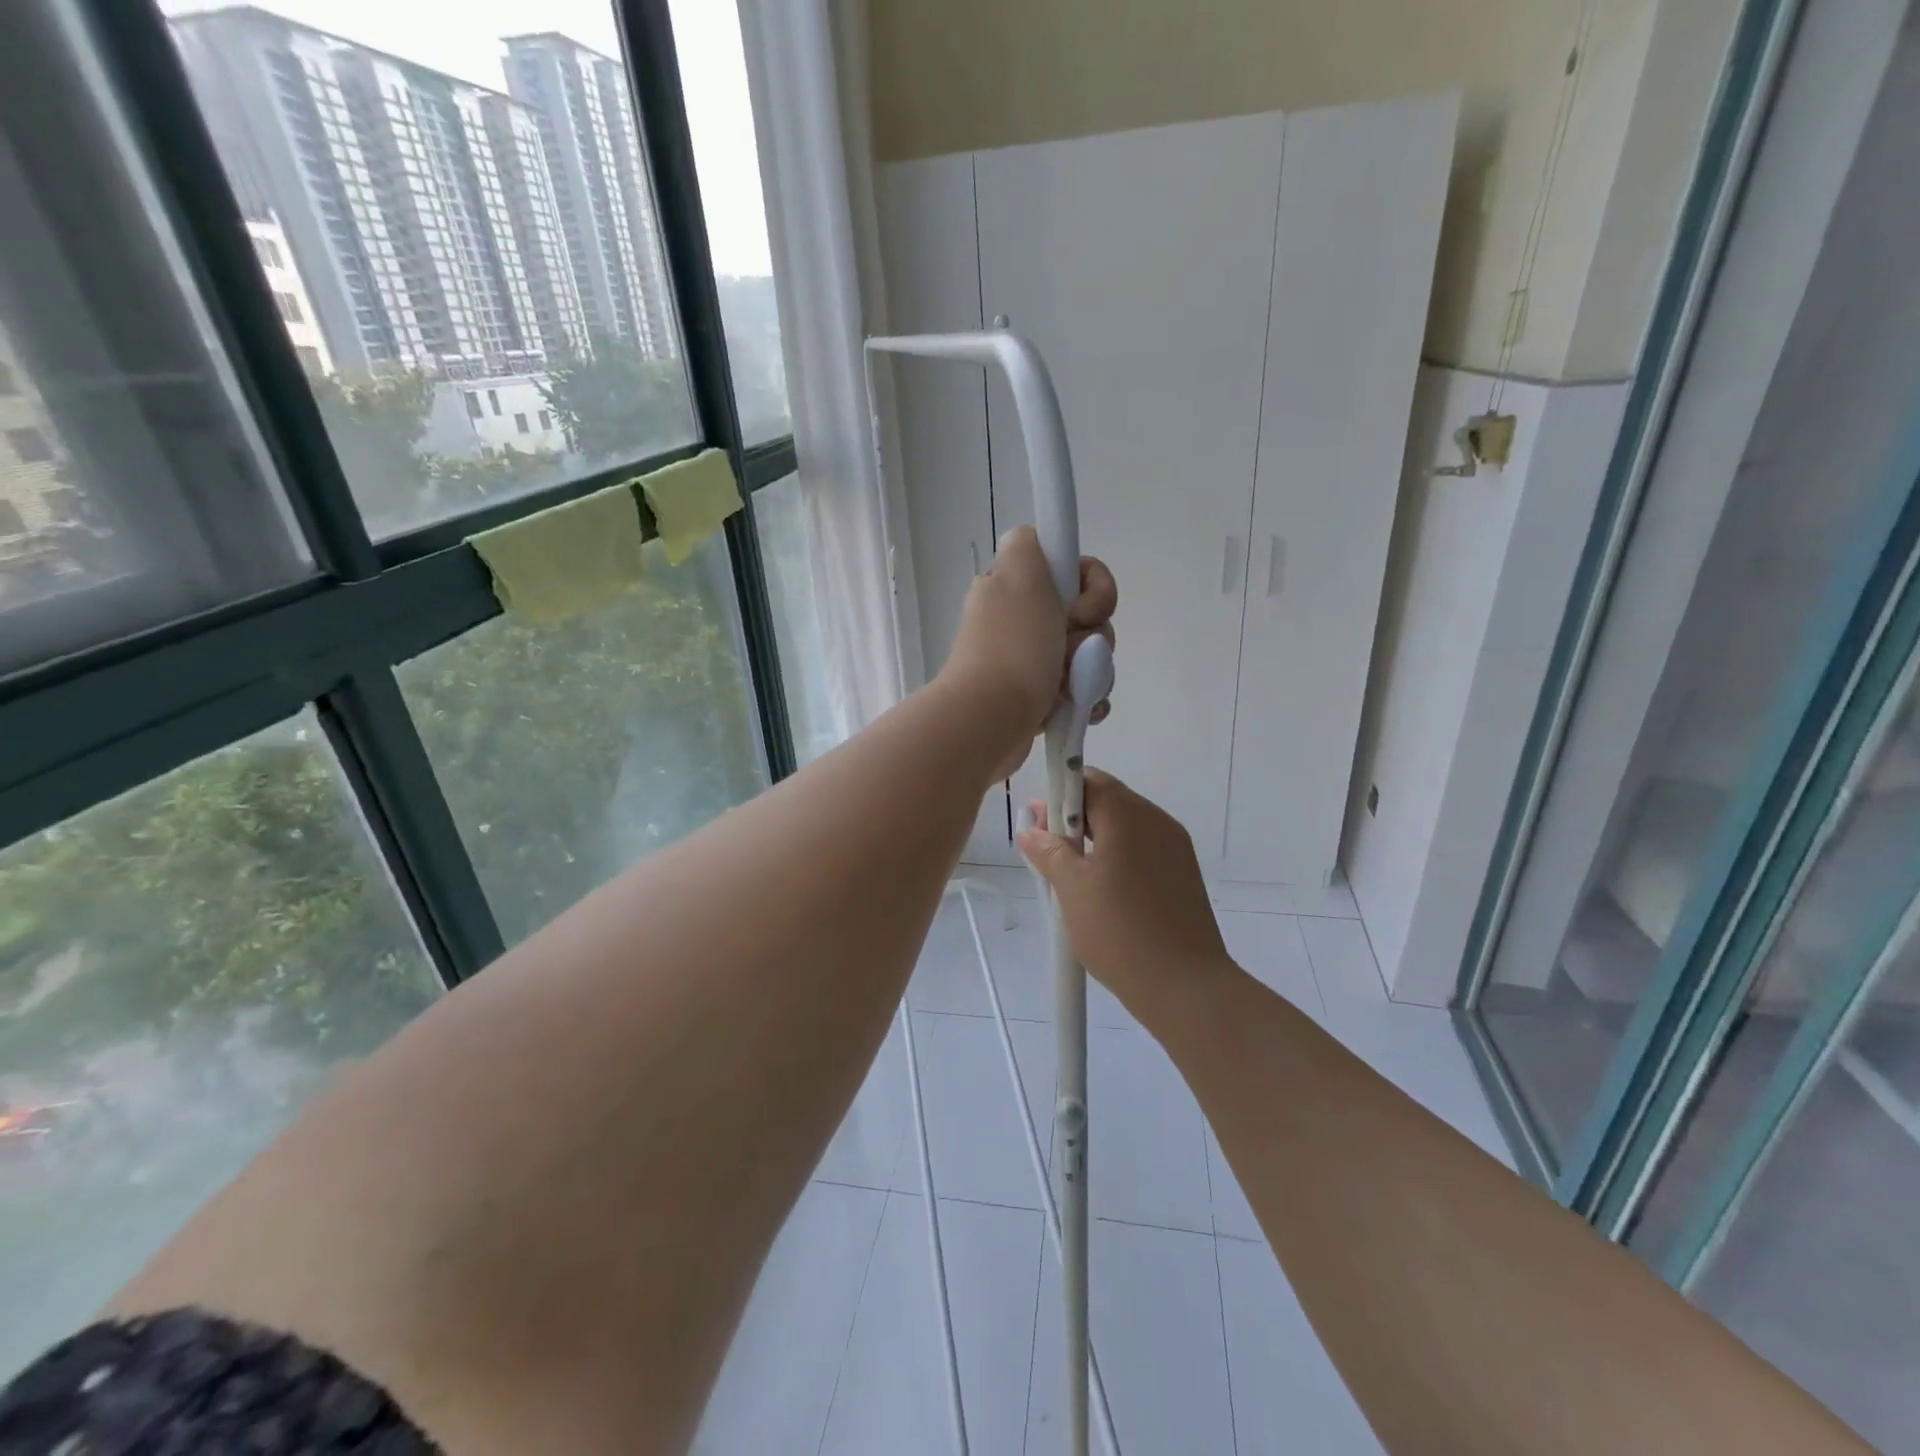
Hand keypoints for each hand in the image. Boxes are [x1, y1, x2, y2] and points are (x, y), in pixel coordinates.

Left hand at [940, 526, 1115, 781]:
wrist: (991, 719)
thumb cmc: (1013, 648)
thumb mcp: (1020, 573)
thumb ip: (1030, 543)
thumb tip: (1035, 544)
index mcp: (1014, 587)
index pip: (1074, 572)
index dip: (1090, 588)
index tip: (1078, 608)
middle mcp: (1020, 621)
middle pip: (1088, 616)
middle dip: (1094, 636)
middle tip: (1070, 651)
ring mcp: (1028, 662)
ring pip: (1089, 656)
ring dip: (1092, 671)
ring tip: (1072, 688)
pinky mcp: (1037, 699)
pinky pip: (1081, 690)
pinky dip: (1086, 699)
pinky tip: (1082, 708)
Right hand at [1018, 770, 1229, 1011]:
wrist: (1185, 986)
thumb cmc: (1119, 930)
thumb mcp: (1071, 888)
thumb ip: (1048, 850)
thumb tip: (1031, 827)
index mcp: (1129, 814)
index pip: (1088, 779)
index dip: (1058, 795)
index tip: (1038, 824)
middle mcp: (1157, 820)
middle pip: (1108, 801)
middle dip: (1073, 820)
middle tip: (1046, 853)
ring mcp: (1175, 847)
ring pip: (1125, 828)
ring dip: (1094, 841)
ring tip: (1070, 878)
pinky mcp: (1183, 874)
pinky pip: (1142, 850)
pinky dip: (1117, 858)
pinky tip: (1101, 892)